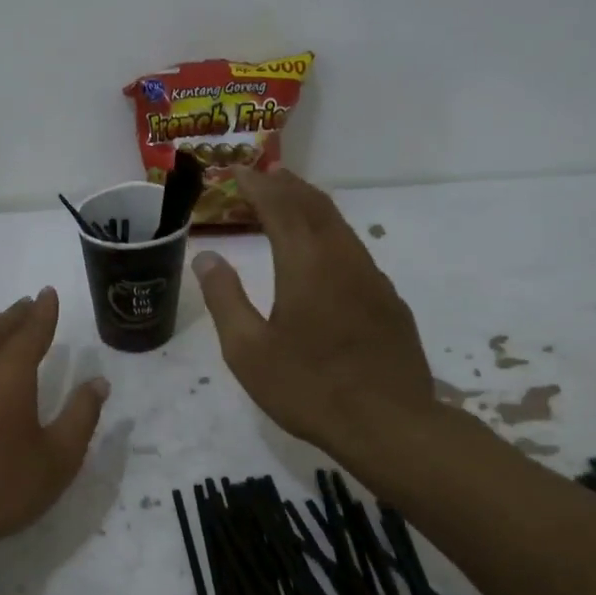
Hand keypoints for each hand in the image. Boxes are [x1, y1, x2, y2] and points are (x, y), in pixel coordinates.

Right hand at [192, 166, 435, 459]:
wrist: (388, 423)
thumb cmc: (308, 388)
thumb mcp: (248, 351)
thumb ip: (225, 299)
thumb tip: (206, 257)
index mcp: (306, 264)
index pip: (280, 206)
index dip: (256, 185)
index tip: (235, 171)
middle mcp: (343, 258)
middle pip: (315, 205)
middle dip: (286, 185)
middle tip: (261, 176)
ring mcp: (372, 278)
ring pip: (339, 225)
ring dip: (310, 206)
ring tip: (288, 202)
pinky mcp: (388, 300)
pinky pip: (354, 250)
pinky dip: (329, 234)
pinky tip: (321, 254)